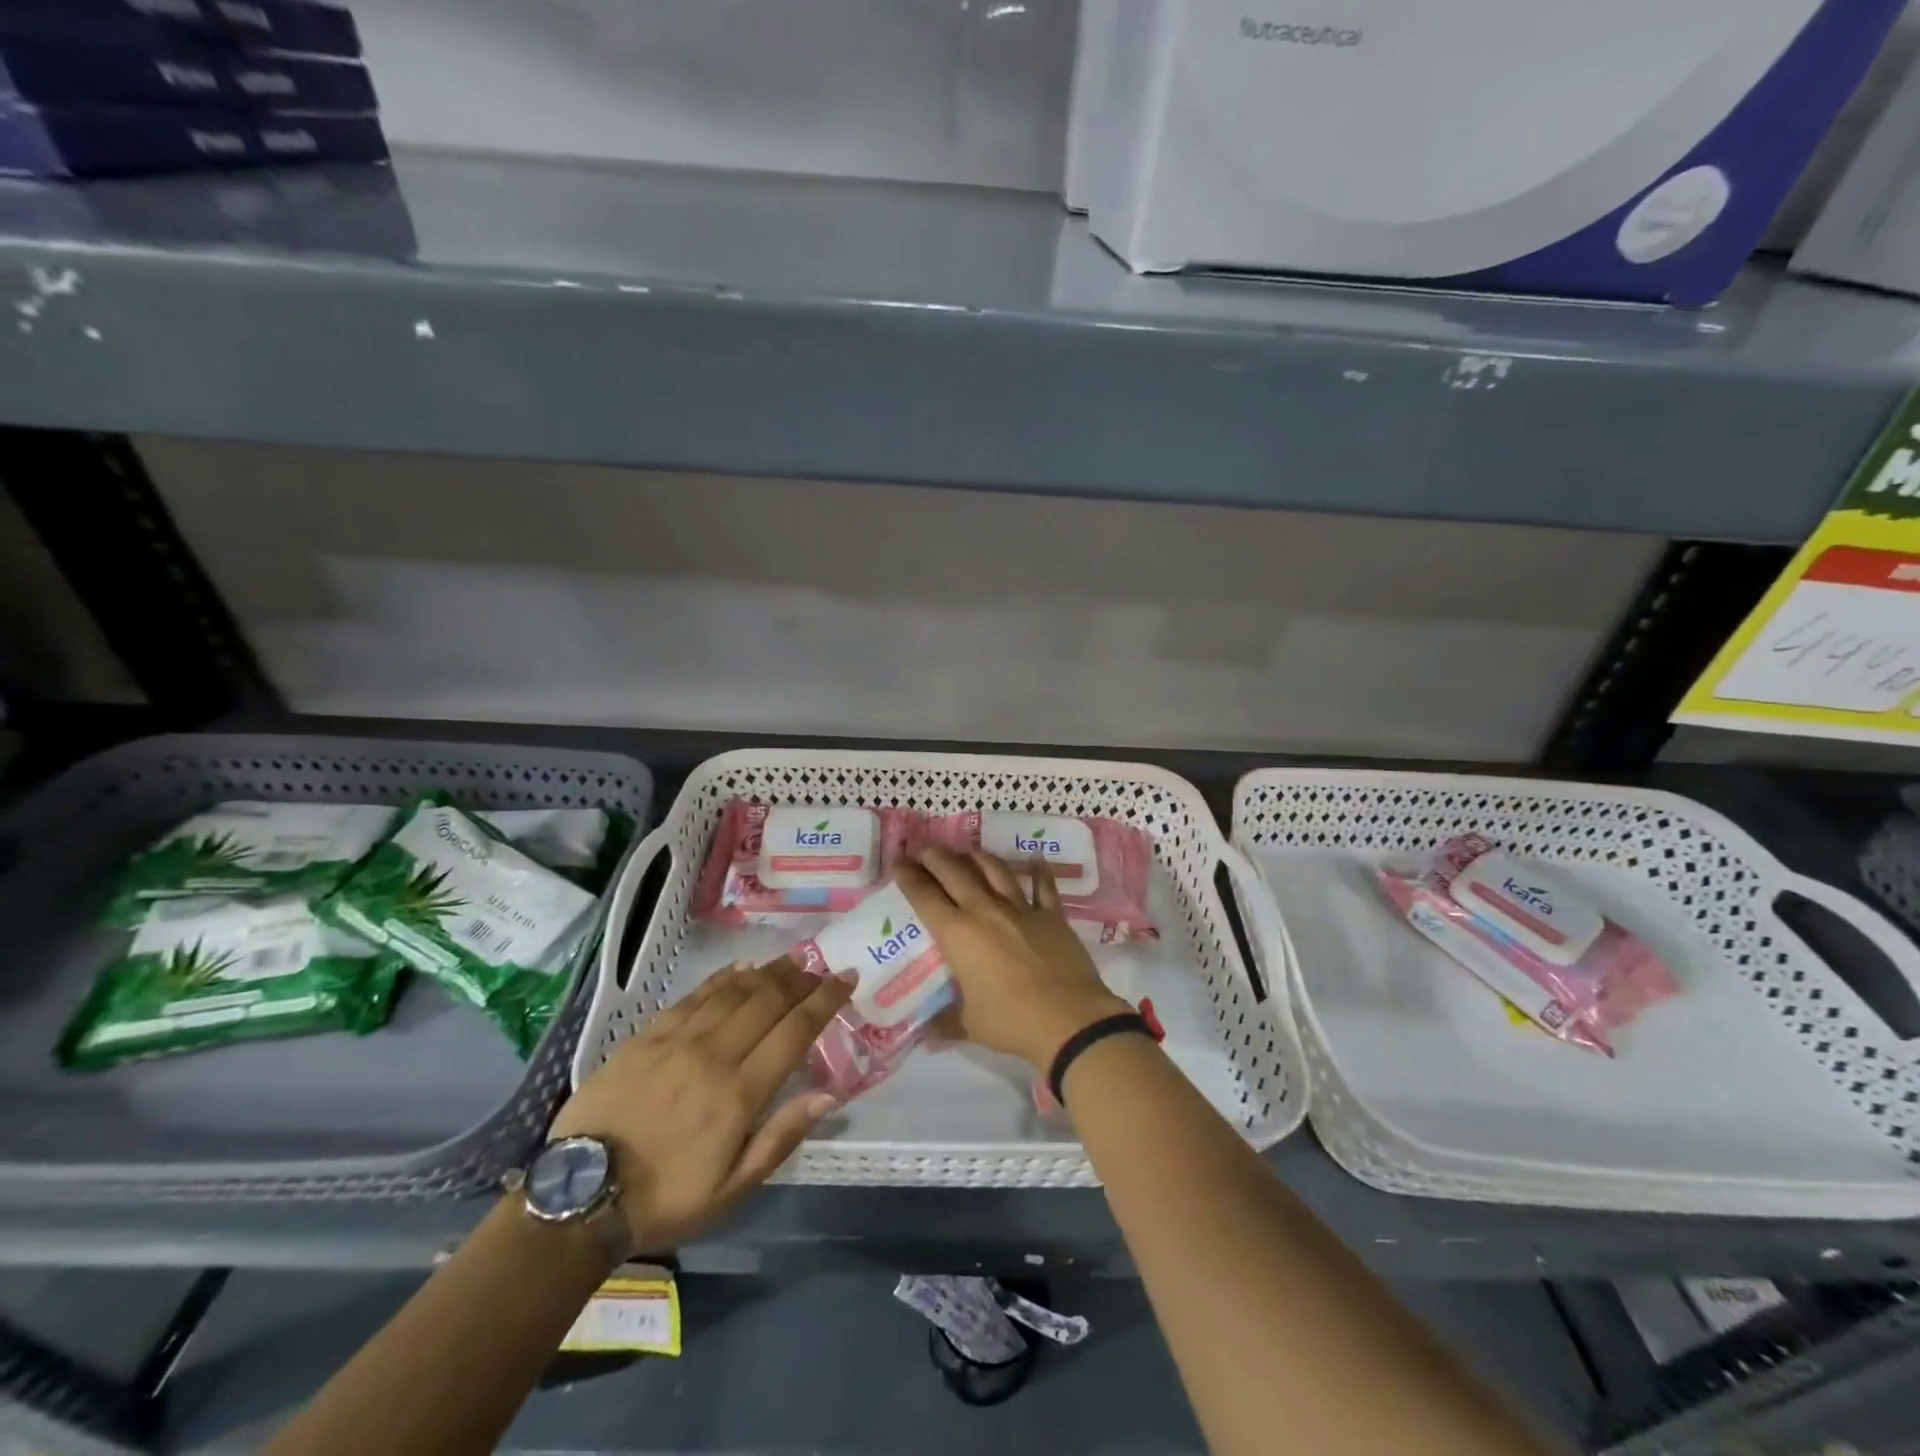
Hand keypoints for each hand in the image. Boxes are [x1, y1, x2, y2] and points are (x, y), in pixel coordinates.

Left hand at [549, 959, 852, 1249]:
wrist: (579, 1197)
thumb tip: (829, 1095)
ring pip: (734, 991)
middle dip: (802, 979)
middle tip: (823, 968)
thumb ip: (781, 1137)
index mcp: (739, 1094)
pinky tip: (740, 968)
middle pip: (768, 1001)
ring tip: (792, 960)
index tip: (847, 979)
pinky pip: (694, 995)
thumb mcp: (731, 1189)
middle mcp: (714, 1055)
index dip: (825, 1000)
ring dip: (769, 972)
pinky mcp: (647, 1035)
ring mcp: (678, 1040)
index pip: (795, 1031)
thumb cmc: (665, 1199)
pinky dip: (722, 978)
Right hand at [899, 847, 1132, 1071]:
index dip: (909, 876)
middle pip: (955, 873)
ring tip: (969, 852)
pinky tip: (1036, 860)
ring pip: (995, 870)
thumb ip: (947, 1023)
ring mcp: (1021, 909)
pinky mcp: (1052, 915)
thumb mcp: (970, 1025)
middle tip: (925, 850)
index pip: (925, 896)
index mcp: (958, 934)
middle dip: (936, 858)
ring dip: (979, 857)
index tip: (899, 862)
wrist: (1068, 1018)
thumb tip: (928, 1034)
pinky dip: (1039, 872)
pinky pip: (1044, 887)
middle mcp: (985, 911)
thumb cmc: (1011, 1021)